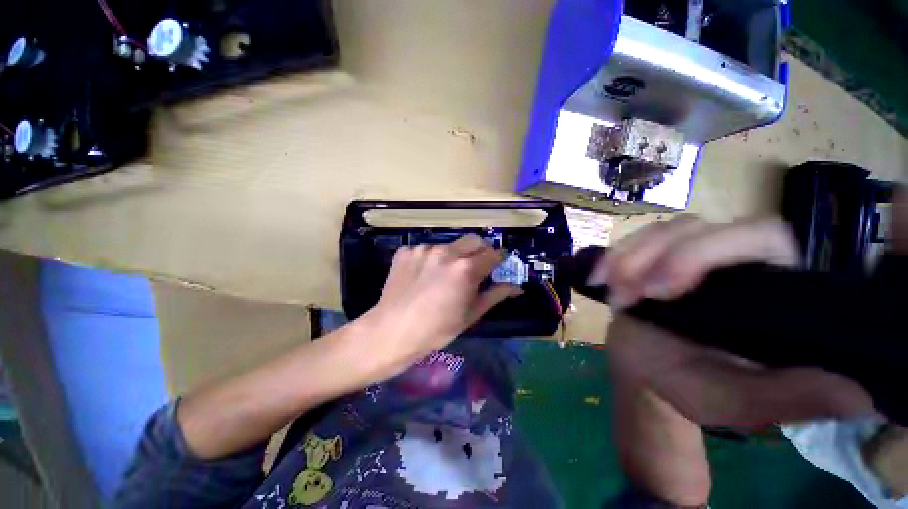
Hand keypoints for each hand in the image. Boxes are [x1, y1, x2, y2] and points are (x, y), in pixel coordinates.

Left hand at [364, 234, 520, 374]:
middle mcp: (446, 252)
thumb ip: (496, 295)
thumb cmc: (437, 329)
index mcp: (466, 269)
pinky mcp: (406, 250)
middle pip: (474, 239)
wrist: (392, 331)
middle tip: (474, 267)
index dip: (498, 259)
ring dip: (453, 256)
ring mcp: (424, 248)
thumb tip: (517, 287)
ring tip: (442, 276)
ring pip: (449, 244)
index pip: (493, 253)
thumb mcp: (471, 314)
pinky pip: (426, 249)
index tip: (496, 266)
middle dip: (480, 250)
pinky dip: (430, 259)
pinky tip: (422, 276)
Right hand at [599, 216, 874, 427]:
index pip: (760, 235)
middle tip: (634, 293)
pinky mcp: (650, 256)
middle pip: (697, 225)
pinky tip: (600, 279)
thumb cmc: (689, 386)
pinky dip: (611, 257)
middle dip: (659, 256)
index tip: (668, 288)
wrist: (643, 369)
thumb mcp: (736, 402)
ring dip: (629, 259)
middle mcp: (728, 259)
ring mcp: (683, 253)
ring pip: (660, 229)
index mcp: (766, 285)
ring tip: (616, 294)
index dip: (713, 250)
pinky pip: (630, 240)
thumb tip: (859, 394)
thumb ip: (786, 399)